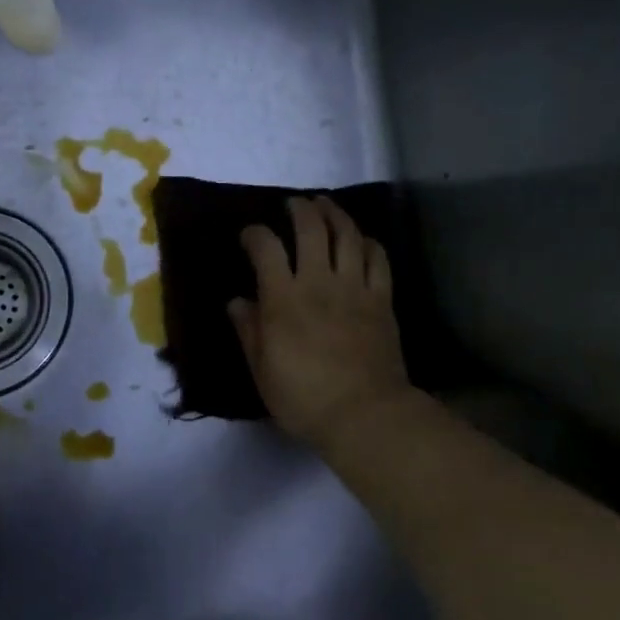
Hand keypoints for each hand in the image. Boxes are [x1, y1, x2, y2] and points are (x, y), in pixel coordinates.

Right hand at [229, 197, 413, 449]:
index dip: (255, 234)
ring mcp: (355, 288)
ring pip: (347, 235)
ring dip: (335, 214)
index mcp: (284, 299)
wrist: (364, 414)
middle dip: (300, 209)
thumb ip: (249, 331)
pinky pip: (378, 259)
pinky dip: (369, 243)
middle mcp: (319, 282)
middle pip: (311, 228)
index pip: (266, 248)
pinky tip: (362, 240)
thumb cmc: (304, 398)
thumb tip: (237, 302)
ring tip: (326, 205)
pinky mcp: (382, 299)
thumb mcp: (262, 371)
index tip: (250, 235)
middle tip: (294, 204)